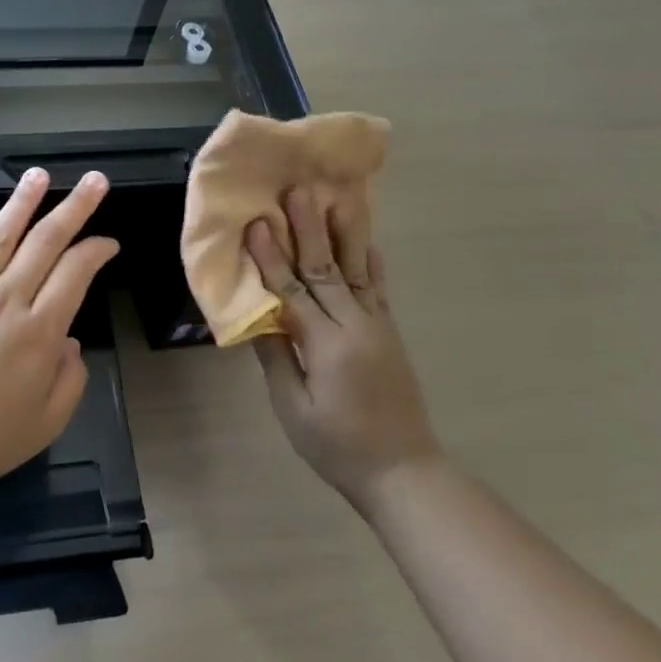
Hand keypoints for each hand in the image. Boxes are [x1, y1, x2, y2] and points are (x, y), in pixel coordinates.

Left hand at [0, 169, 119, 498]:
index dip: (96, 251)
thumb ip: (70, 378)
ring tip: (38, 174)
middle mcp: (5, 302)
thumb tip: (69, 342)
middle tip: (94, 180)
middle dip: (74, 208)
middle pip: (44, 243)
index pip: (75, 273)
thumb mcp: (48, 422)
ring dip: (21, 203)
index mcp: (38, 332)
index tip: (108, 243)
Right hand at [247, 187, 438, 510]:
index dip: (272, 257)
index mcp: (326, 346)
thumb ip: (275, 357)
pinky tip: (368, 239)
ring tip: (337, 196)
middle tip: (297, 190)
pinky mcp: (389, 332)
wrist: (403, 471)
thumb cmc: (337, 447)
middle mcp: (355, 326)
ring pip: (357, 269)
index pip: (292, 291)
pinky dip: (371, 260)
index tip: (257, 222)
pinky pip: (378, 288)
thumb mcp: (294, 409)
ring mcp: (378, 326)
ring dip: (343, 231)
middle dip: (308, 227)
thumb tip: (257, 314)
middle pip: (326, 269)